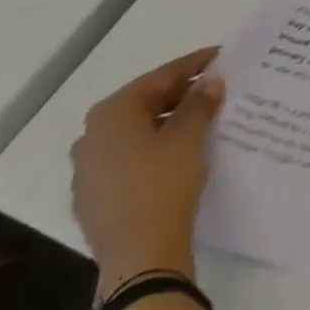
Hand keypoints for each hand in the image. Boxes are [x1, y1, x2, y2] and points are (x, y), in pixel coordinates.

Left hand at [71, 47, 224, 296]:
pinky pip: (128, 154)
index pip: (160, 77)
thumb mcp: (189, 137)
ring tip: (202, 116)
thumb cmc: (163, 184)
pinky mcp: (94, 193)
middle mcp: (91, 134)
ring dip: (167, 119)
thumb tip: (211, 82)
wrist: (138, 254)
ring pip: (135, 129)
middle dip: (180, 92)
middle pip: (144, 102)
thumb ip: (200, 104)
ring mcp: (87, 167)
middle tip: (215, 85)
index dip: (194, 64)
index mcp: (112, 113)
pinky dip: (153, 144)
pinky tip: (178, 150)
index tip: (222, 55)